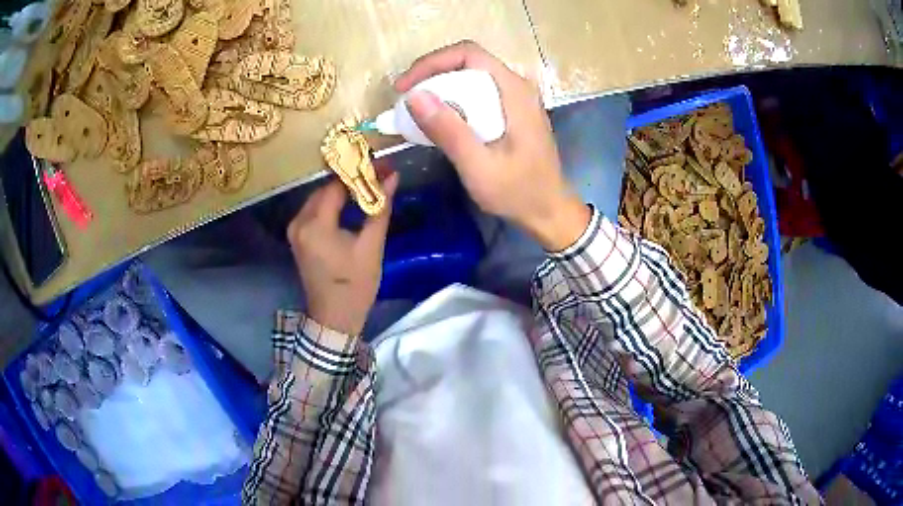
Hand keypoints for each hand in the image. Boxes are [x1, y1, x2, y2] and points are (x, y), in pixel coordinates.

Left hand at [287, 171, 399, 334]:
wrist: (334, 318)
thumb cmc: (355, 286)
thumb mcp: (371, 246)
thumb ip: (379, 207)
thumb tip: (392, 176)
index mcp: (315, 224)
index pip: (336, 184)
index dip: (360, 171)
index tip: (382, 165)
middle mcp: (299, 222)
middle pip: (325, 188)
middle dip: (351, 178)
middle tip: (379, 173)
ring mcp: (295, 230)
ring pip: (320, 198)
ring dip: (343, 190)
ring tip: (369, 184)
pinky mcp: (298, 237)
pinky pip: (316, 210)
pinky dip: (333, 204)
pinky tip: (352, 202)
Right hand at [395, 40, 589, 250]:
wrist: (549, 211)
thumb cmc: (518, 192)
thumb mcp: (479, 166)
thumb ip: (449, 131)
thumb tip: (414, 96)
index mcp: (515, 91)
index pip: (469, 54)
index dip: (432, 63)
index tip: (405, 87)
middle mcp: (518, 86)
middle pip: (468, 63)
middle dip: (432, 75)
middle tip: (405, 100)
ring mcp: (517, 98)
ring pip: (471, 77)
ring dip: (440, 88)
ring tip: (416, 111)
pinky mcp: (512, 111)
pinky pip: (478, 93)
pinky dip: (453, 101)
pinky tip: (439, 121)